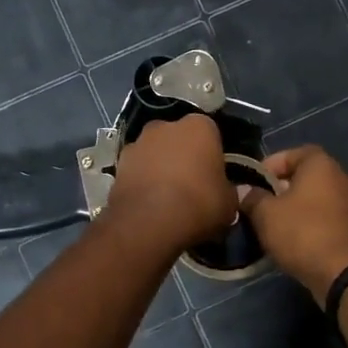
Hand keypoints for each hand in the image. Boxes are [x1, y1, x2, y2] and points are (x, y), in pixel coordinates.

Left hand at [104, 115, 239, 254]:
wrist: (148, 222)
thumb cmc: (198, 204)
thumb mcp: (229, 203)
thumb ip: (230, 191)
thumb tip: (227, 192)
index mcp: (199, 127)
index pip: (212, 134)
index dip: (213, 155)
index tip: (215, 175)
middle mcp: (166, 125)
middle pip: (180, 139)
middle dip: (184, 156)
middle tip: (192, 184)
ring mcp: (138, 142)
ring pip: (156, 152)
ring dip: (161, 167)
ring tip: (168, 196)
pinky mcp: (118, 163)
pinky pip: (138, 169)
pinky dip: (143, 180)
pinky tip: (150, 203)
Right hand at [240, 145, 347, 305]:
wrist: (345, 274)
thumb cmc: (302, 233)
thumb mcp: (266, 215)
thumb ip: (253, 198)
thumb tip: (245, 191)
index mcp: (322, 165)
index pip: (295, 152)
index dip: (272, 164)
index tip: (255, 181)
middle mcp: (344, 177)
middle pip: (309, 176)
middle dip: (285, 188)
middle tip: (264, 205)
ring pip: (321, 199)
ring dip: (300, 208)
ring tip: (278, 225)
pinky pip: (331, 218)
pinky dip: (315, 223)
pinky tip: (299, 240)